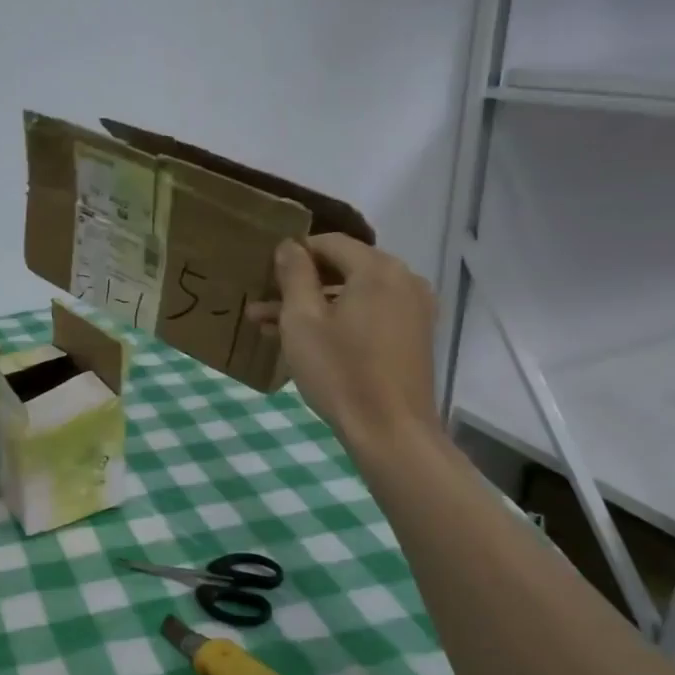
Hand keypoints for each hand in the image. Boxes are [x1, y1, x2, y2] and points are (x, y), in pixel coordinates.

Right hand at [248, 236, 437, 452]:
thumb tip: (289, 245)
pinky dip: (339, 321)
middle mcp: (404, 279)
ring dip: (314, 306)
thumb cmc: (340, 372)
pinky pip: (370, 315)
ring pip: (354, 295)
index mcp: (378, 269)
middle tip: (260, 304)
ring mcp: (414, 309)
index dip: (294, 254)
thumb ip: (295, 275)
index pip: (329, 243)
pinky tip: (307, 341)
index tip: (264, 275)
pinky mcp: (414, 336)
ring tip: (270, 327)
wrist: (391, 432)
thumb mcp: (302, 321)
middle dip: (300, 285)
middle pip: (343, 268)